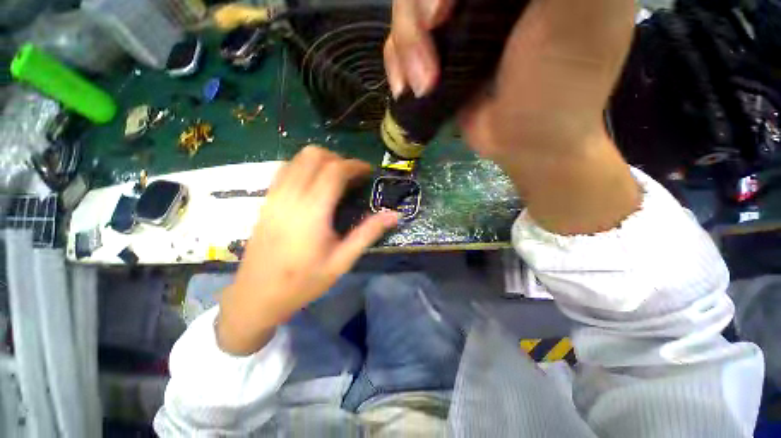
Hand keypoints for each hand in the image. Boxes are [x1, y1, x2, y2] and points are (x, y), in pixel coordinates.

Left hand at [217, 146, 398, 354]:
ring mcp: (274, 196)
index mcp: (312, 211)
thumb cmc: (303, 281)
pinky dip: (304, 167)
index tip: (368, 171)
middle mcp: (291, 196)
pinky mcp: (266, 201)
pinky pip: (285, 169)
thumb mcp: (342, 261)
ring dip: (320, 161)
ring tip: (335, 178)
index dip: (355, 165)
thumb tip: (393, 215)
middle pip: (314, 156)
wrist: (257, 295)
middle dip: (338, 159)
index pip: (334, 170)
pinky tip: (313, 185)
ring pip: (297, 158)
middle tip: (353, 176)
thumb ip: (368, 233)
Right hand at [385, 0, 640, 234]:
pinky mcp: (440, 52)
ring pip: (407, 8)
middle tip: (432, 50)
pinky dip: (396, 63)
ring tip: (423, 87)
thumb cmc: (557, 87)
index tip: (443, 13)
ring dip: (406, 48)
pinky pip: (398, 42)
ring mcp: (459, 20)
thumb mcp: (575, 14)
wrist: (525, 143)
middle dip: (418, 17)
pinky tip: (405, 89)